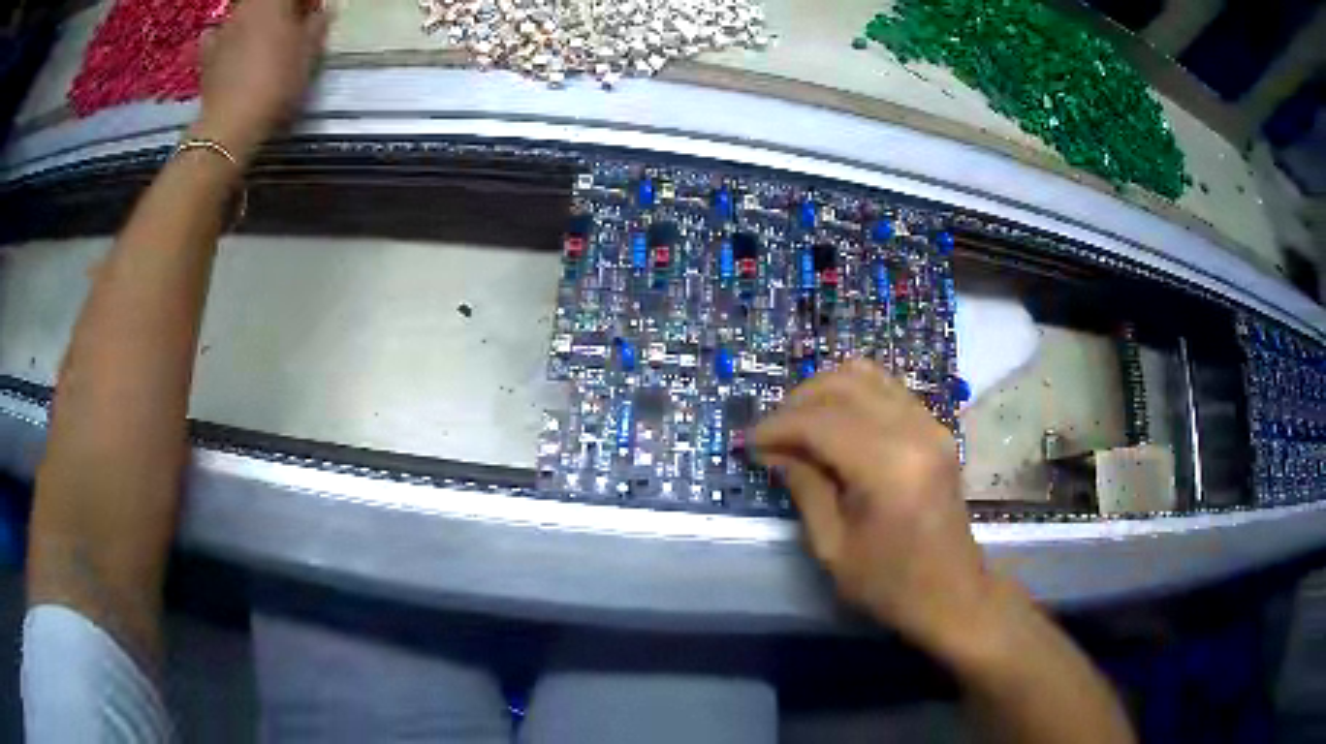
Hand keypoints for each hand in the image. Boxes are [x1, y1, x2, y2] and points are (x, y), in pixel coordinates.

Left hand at [192, 0, 330, 162]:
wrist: (230, 125)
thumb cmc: (276, 82)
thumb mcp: (308, 53)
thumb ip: (316, 25)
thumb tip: (319, 13)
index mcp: (273, 0)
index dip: (307, 3)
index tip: (314, 15)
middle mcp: (246, 7)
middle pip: (266, 2)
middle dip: (280, 10)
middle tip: (290, 26)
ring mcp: (222, 29)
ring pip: (242, 13)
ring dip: (253, 20)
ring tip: (260, 39)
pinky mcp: (206, 54)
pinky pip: (216, 34)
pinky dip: (224, 36)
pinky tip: (228, 47)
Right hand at [751, 361, 991, 655]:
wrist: (952, 594)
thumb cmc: (889, 584)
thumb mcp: (833, 547)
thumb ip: (804, 487)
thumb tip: (773, 451)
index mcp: (889, 467)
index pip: (821, 422)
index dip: (778, 426)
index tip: (748, 443)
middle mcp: (914, 431)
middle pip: (843, 386)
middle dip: (797, 402)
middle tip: (771, 434)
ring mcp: (931, 424)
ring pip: (866, 376)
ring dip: (824, 391)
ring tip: (799, 423)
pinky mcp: (936, 428)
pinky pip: (887, 389)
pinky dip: (852, 394)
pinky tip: (833, 422)